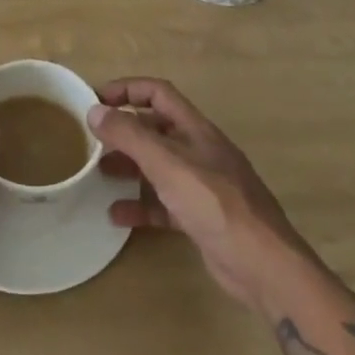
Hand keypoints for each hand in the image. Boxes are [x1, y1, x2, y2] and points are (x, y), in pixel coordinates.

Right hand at [91, 76, 314, 311]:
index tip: (96, 99)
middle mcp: (199, 151)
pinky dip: (140, 205)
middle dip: (124, 132)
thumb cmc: (215, 203)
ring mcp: (201, 185)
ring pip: (158, 166)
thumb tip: (95, 110)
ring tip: (98, 174)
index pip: (158, 93)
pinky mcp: (200, 217)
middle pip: (156, 129)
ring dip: (129, 167)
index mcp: (195, 129)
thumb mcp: (167, 164)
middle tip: (92, 142)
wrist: (263, 264)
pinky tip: (116, 215)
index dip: (127, 89)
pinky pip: (163, 203)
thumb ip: (130, 136)